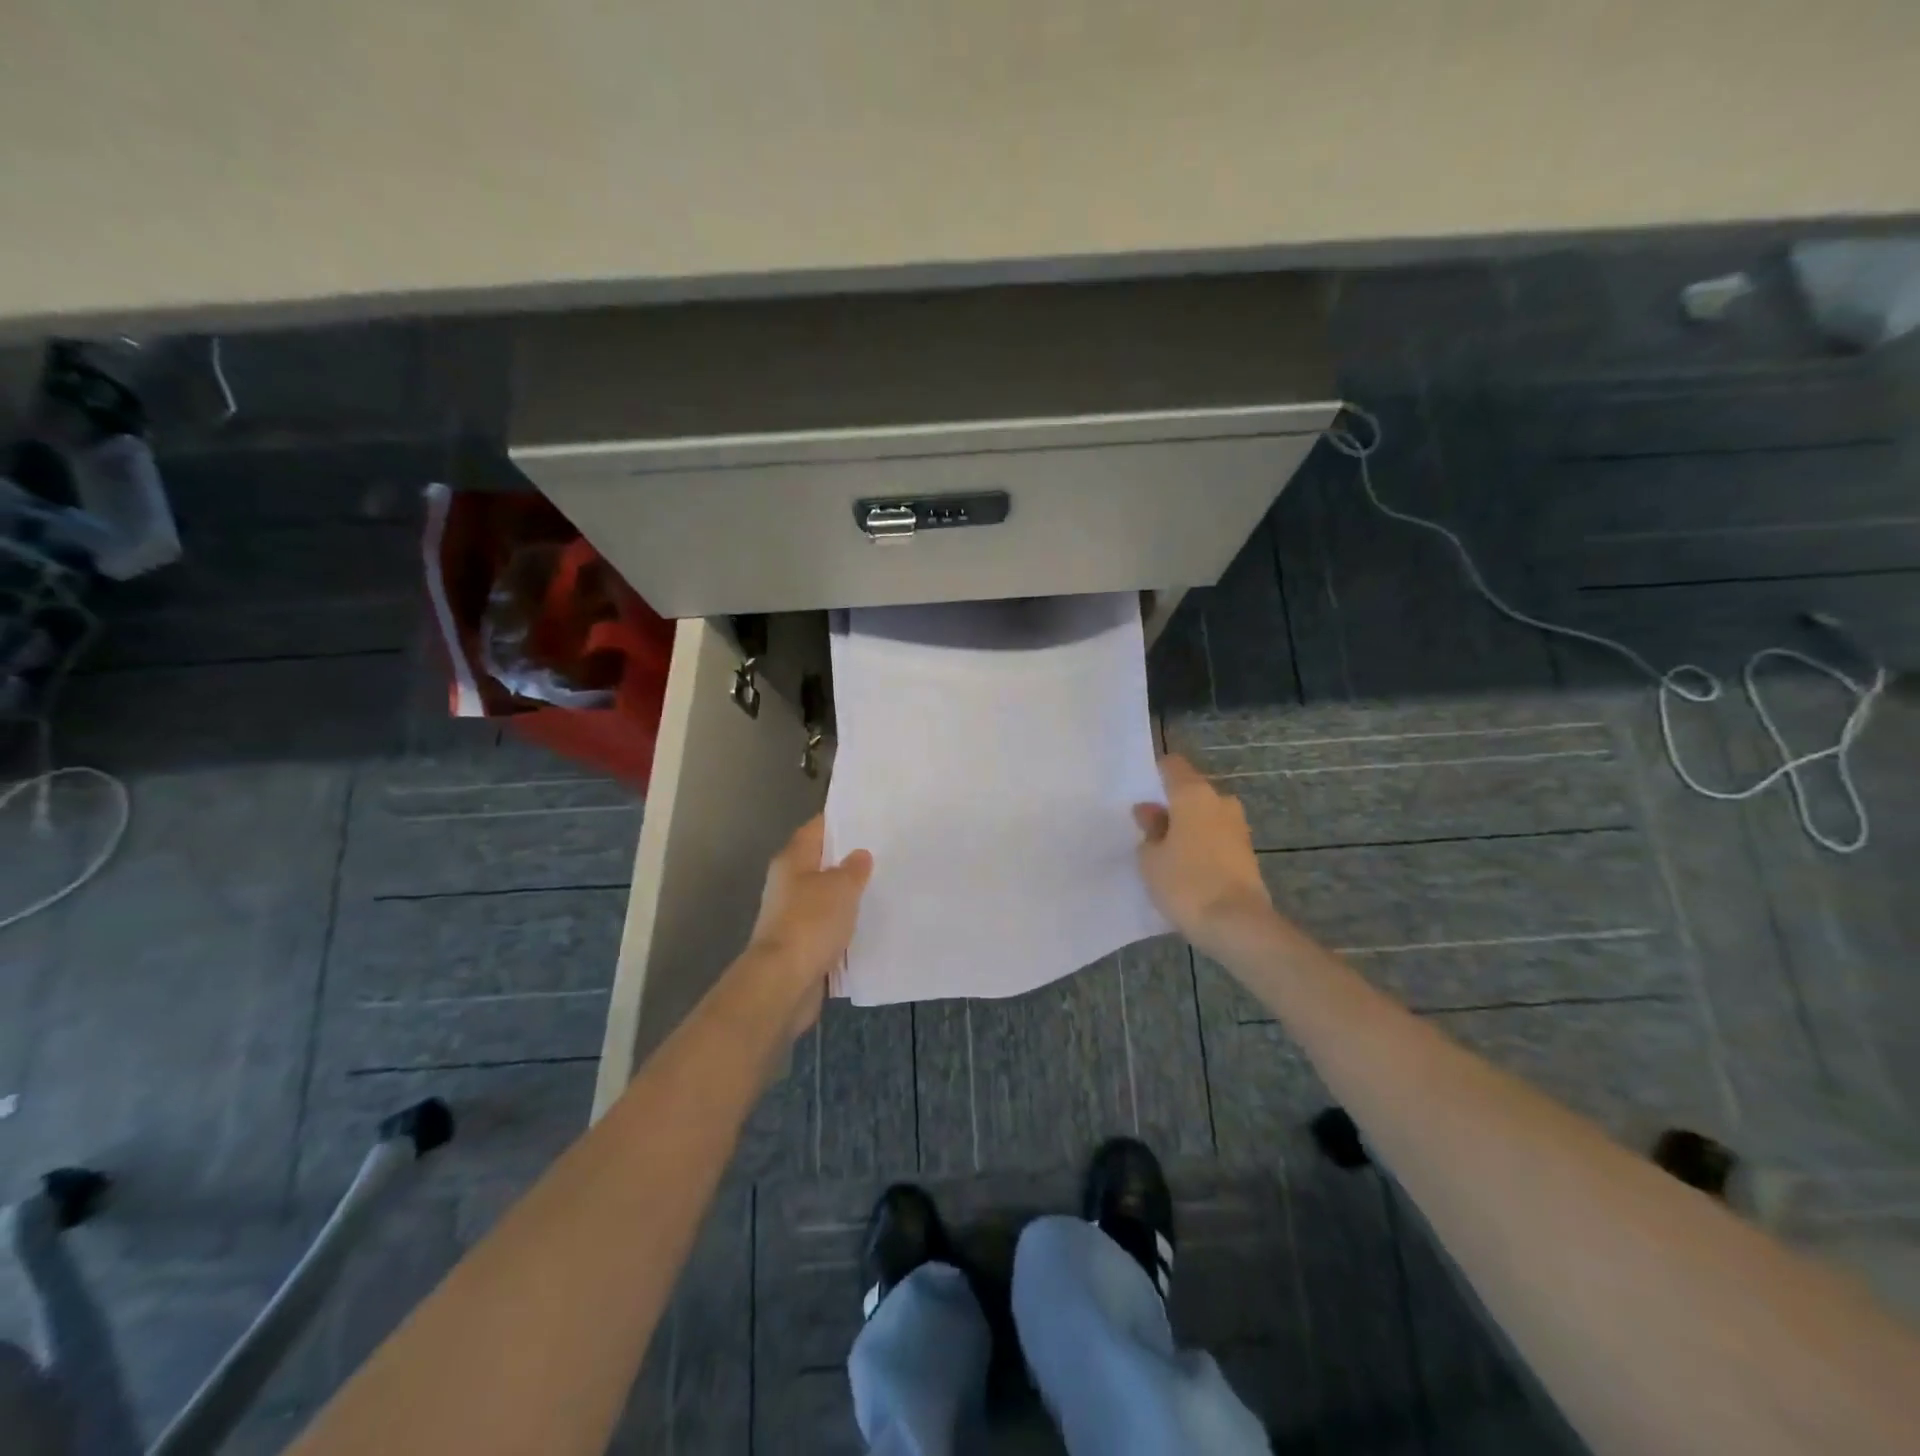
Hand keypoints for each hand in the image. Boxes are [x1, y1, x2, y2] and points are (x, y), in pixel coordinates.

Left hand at [744, 815, 872, 1032]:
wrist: (784, 982)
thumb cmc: (811, 923)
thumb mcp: (841, 888)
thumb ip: (853, 869)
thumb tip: (859, 855)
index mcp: (792, 860)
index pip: (817, 829)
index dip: (840, 821)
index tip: (868, 817)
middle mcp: (788, 883)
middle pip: (820, 862)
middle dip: (847, 859)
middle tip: (883, 852)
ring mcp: (791, 915)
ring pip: (825, 896)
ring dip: (847, 894)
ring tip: (882, 886)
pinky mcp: (800, 944)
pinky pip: (827, 926)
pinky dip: (844, 924)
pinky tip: (868, 923)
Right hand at [1134, 753, 1273, 957]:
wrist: (1237, 924)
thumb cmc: (1185, 882)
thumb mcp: (1150, 858)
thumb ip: (1149, 829)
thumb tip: (1151, 811)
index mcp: (1194, 794)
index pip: (1173, 765)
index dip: (1156, 774)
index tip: (1141, 792)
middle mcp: (1220, 802)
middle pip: (1191, 792)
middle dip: (1173, 805)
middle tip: (1150, 828)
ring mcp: (1238, 827)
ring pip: (1206, 816)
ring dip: (1189, 827)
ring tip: (1166, 851)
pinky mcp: (1247, 852)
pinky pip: (1217, 838)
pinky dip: (1202, 845)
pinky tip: (1186, 866)